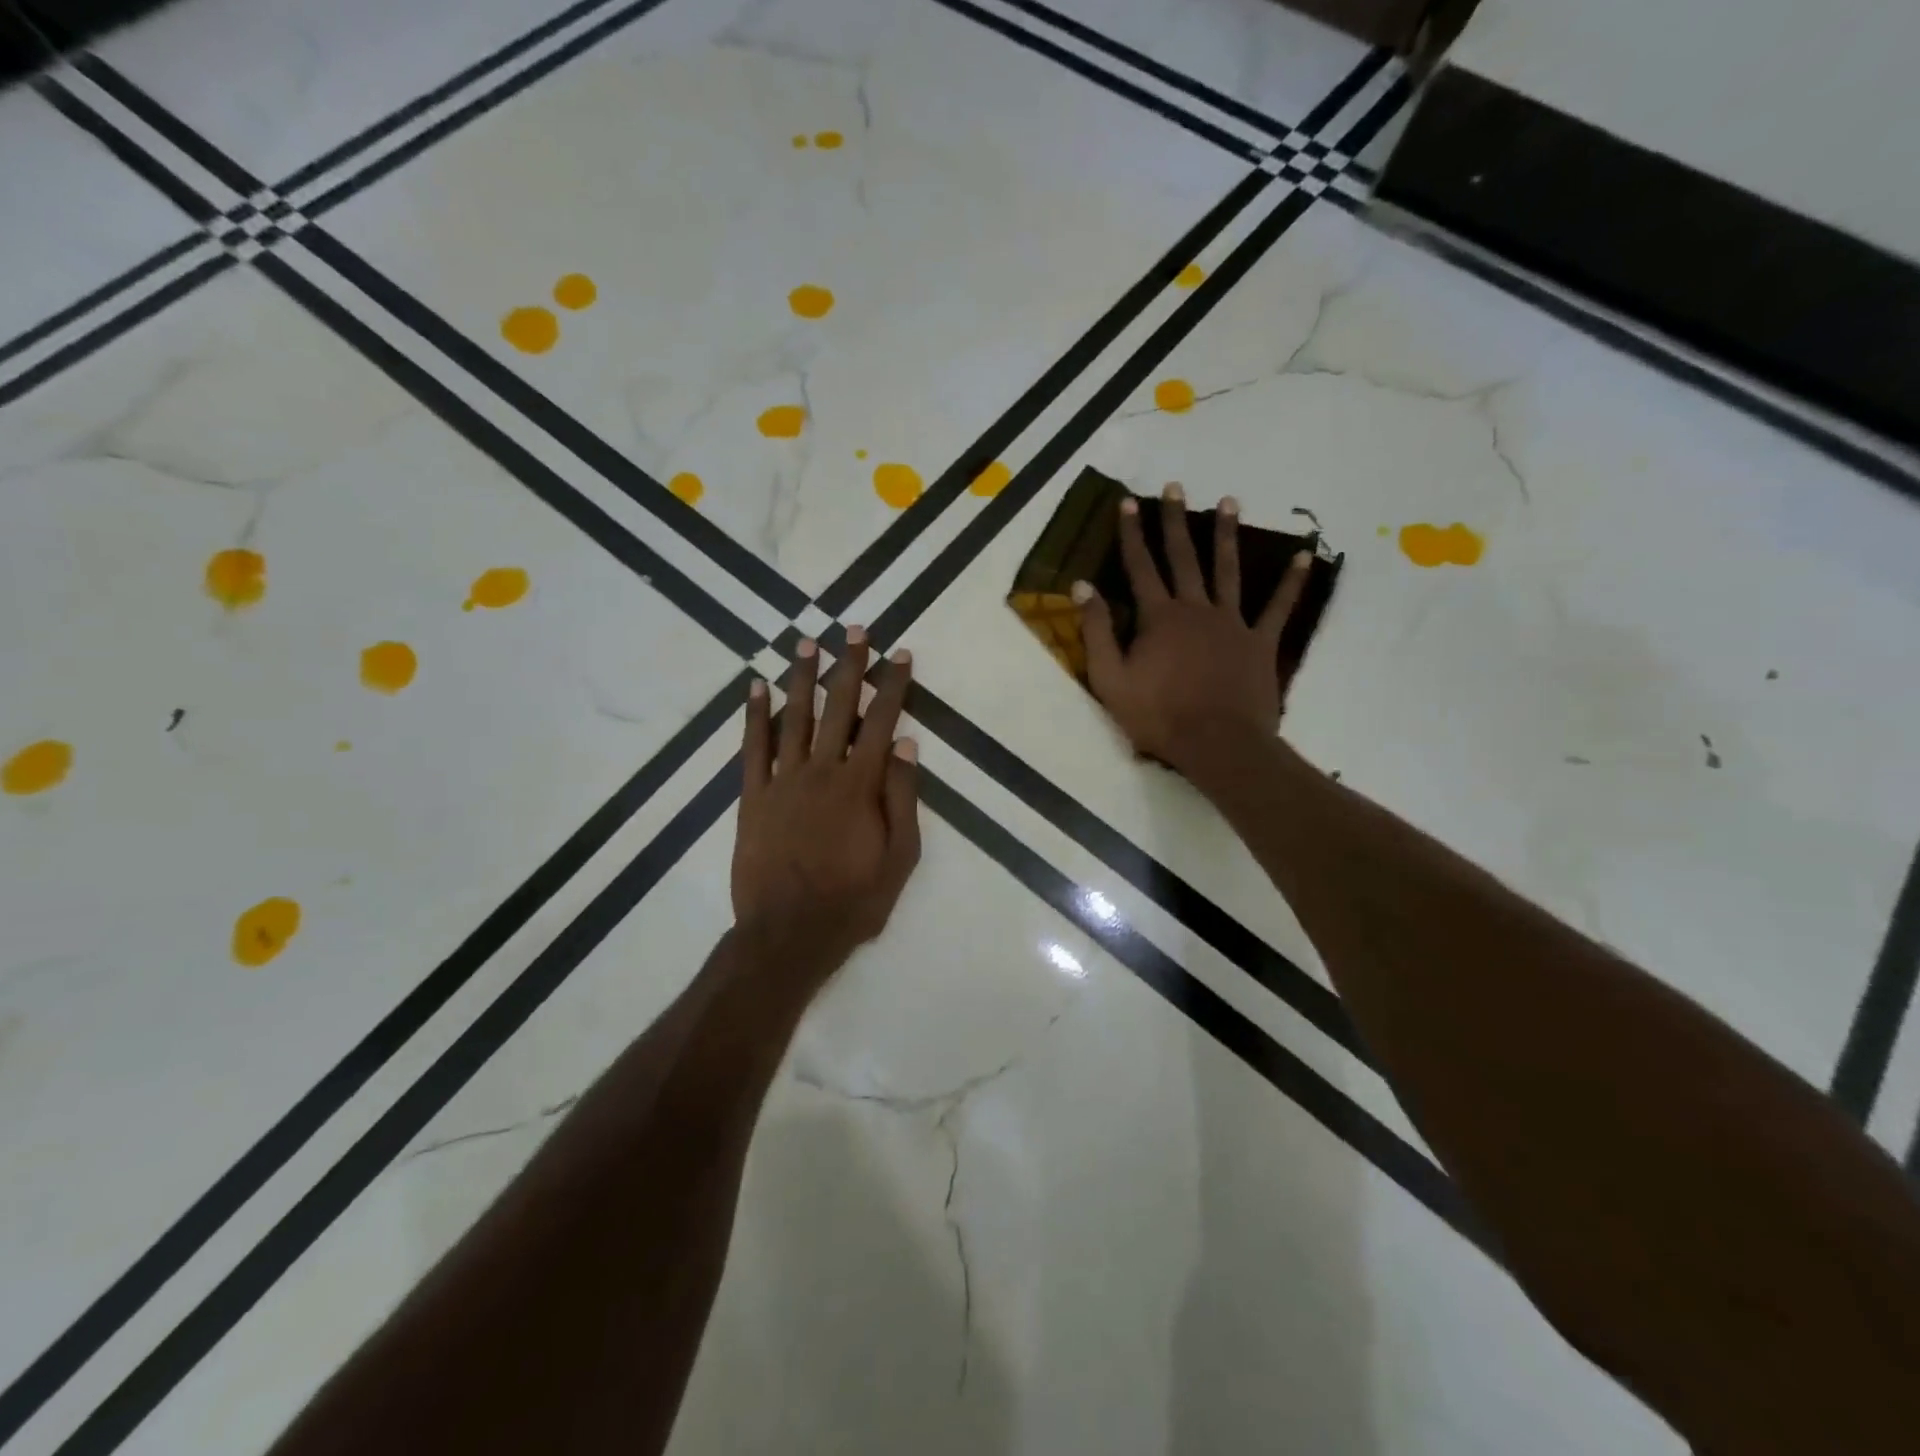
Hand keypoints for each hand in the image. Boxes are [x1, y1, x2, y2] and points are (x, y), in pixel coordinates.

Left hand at [732, 629, 920, 978]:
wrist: (788, 934)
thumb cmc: (853, 900)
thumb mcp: (900, 857)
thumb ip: (903, 798)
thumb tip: (906, 744)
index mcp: (860, 784)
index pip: (881, 721)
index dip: (892, 685)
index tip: (900, 655)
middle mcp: (821, 770)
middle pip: (838, 707)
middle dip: (849, 666)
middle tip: (855, 631)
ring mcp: (782, 781)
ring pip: (795, 717)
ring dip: (803, 678)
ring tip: (808, 644)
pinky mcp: (752, 797)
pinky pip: (752, 748)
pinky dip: (754, 716)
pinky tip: (757, 688)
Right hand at [1076, 483, 1311, 777]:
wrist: (1217, 743)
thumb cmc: (1158, 715)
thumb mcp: (1110, 679)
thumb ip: (1098, 631)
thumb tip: (1083, 586)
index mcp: (1159, 617)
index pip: (1140, 566)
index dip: (1132, 533)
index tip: (1128, 502)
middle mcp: (1195, 609)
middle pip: (1183, 557)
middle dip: (1175, 521)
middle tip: (1175, 487)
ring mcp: (1232, 623)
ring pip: (1228, 570)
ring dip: (1226, 535)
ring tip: (1229, 501)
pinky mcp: (1260, 643)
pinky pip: (1279, 607)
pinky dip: (1291, 582)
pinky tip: (1304, 556)